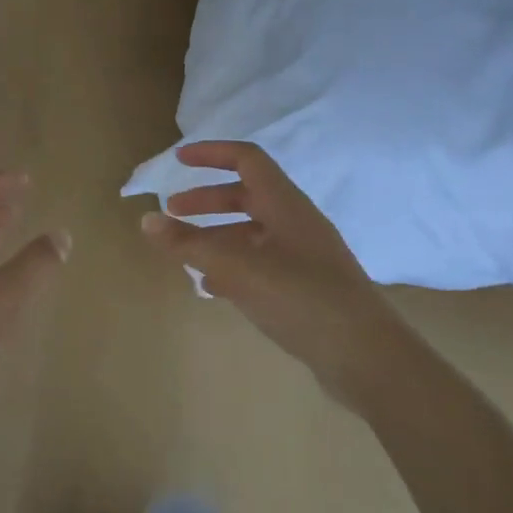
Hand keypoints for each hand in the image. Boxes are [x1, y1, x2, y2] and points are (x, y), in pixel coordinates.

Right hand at [141, 141, 389, 404]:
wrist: (366, 358)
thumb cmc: (303, 300)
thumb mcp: (239, 269)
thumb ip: (191, 245)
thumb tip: (146, 220)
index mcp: (286, 206)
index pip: (247, 160)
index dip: (212, 154)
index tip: (178, 161)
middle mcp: (296, 223)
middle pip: (246, 196)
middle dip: (206, 200)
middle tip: (172, 212)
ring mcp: (304, 257)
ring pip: (252, 233)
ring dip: (216, 235)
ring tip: (185, 254)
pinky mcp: (305, 288)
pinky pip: (261, 264)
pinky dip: (233, 266)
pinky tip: (213, 288)